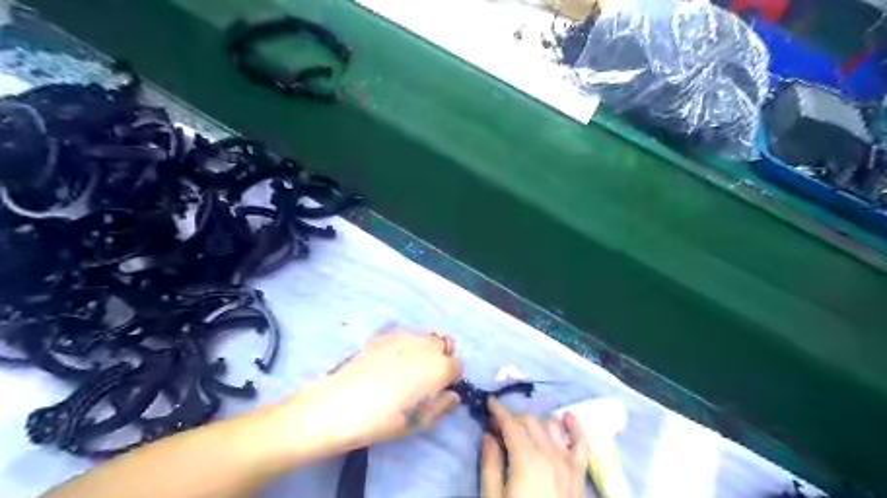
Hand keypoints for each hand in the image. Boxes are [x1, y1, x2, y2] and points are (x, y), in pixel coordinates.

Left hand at [291, 331, 464, 447]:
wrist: (340, 404)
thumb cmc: (384, 420)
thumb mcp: (418, 422)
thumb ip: (441, 406)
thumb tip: (452, 396)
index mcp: (439, 367)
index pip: (458, 366)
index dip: (451, 379)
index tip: (439, 391)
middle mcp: (426, 346)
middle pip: (444, 345)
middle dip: (440, 359)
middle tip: (424, 379)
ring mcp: (404, 336)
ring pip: (424, 337)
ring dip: (423, 350)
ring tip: (405, 370)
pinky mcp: (384, 335)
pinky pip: (404, 336)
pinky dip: (404, 346)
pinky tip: (388, 363)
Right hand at [482, 399, 591, 497]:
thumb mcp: (494, 497)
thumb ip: (490, 464)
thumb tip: (487, 436)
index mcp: (525, 458)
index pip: (510, 423)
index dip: (498, 410)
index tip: (488, 403)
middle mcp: (548, 452)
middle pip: (529, 422)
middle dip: (513, 419)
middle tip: (499, 429)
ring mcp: (567, 461)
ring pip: (551, 425)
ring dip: (536, 422)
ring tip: (524, 430)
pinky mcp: (579, 471)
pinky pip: (581, 442)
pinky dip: (575, 426)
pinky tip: (566, 417)